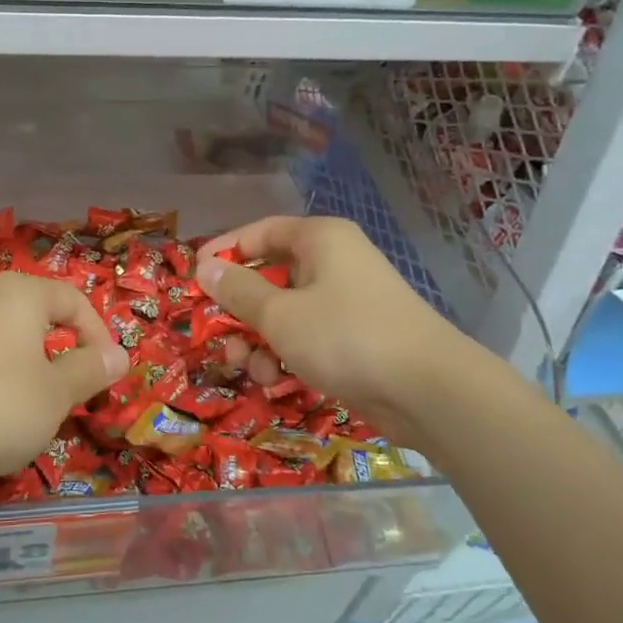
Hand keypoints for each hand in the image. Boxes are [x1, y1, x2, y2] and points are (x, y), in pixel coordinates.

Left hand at [0, 272, 128, 493]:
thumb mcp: (57, 393)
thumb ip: (90, 370)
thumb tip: (118, 355)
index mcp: (19, 294)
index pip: (72, 299)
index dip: (97, 333)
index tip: (106, 372)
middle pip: (33, 315)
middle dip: (57, 350)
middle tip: (69, 390)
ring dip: (22, 365)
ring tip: (28, 406)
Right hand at [194, 216, 459, 441]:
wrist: (427, 390)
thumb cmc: (345, 336)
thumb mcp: (280, 314)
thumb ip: (238, 291)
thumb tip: (205, 268)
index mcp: (319, 240)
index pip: (261, 232)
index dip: (225, 251)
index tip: (195, 278)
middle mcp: (333, 263)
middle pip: (270, 275)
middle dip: (239, 309)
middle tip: (216, 333)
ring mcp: (346, 302)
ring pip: (285, 312)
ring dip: (258, 338)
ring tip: (247, 365)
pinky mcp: (353, 338)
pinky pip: (306, 336)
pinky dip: (285, 354)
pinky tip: (274, 379)